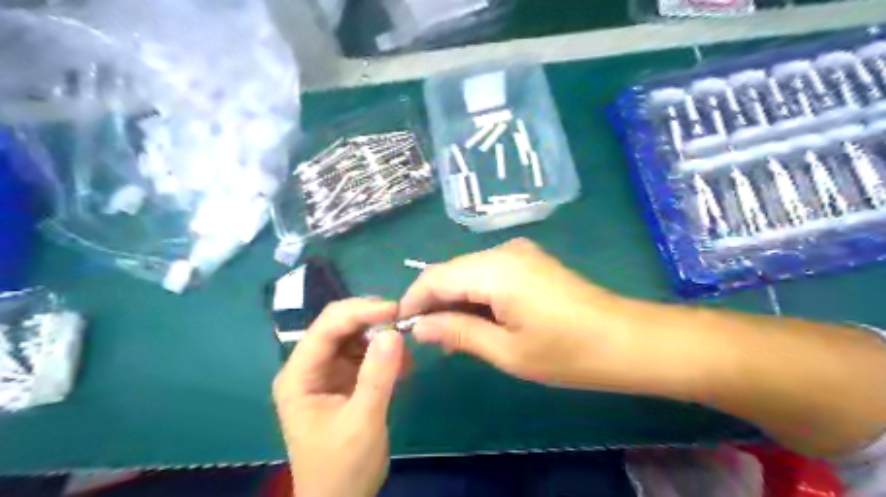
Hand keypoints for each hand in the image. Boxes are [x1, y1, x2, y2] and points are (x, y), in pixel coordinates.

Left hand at [274, 300, 404, 496]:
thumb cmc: (343, 467)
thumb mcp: (362, 422)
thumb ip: (377, 376)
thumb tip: (394, 331)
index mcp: (299, 375)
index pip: (326, 328)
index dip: (360, 312)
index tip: (395, 309)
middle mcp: (309, 366)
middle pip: (338, 325)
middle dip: (371, 318)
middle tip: (404, 318)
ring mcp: (326, 370)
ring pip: (354, 334)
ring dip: (380, 333)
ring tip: (408, 342)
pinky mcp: (344, 377)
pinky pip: (364, 351)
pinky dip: (384, 351)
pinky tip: (404, 362)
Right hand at [397, 238, 641, 392]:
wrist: (626, 340)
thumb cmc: (567, 352)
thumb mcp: (506, 350)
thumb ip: (458, 333)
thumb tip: (419, 327)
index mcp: (494, 270)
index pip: (434, 277)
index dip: (413, 301)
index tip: (401, 328)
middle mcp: (502, 251)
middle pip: (450, 271)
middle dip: (433, 302)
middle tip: (429, 340)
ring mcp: (519, 253)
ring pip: (468, 272)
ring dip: (454, 300)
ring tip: (451, 337)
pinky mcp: (530, 261)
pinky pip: (488, 273)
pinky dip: (475, 295)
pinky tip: (477, 320)